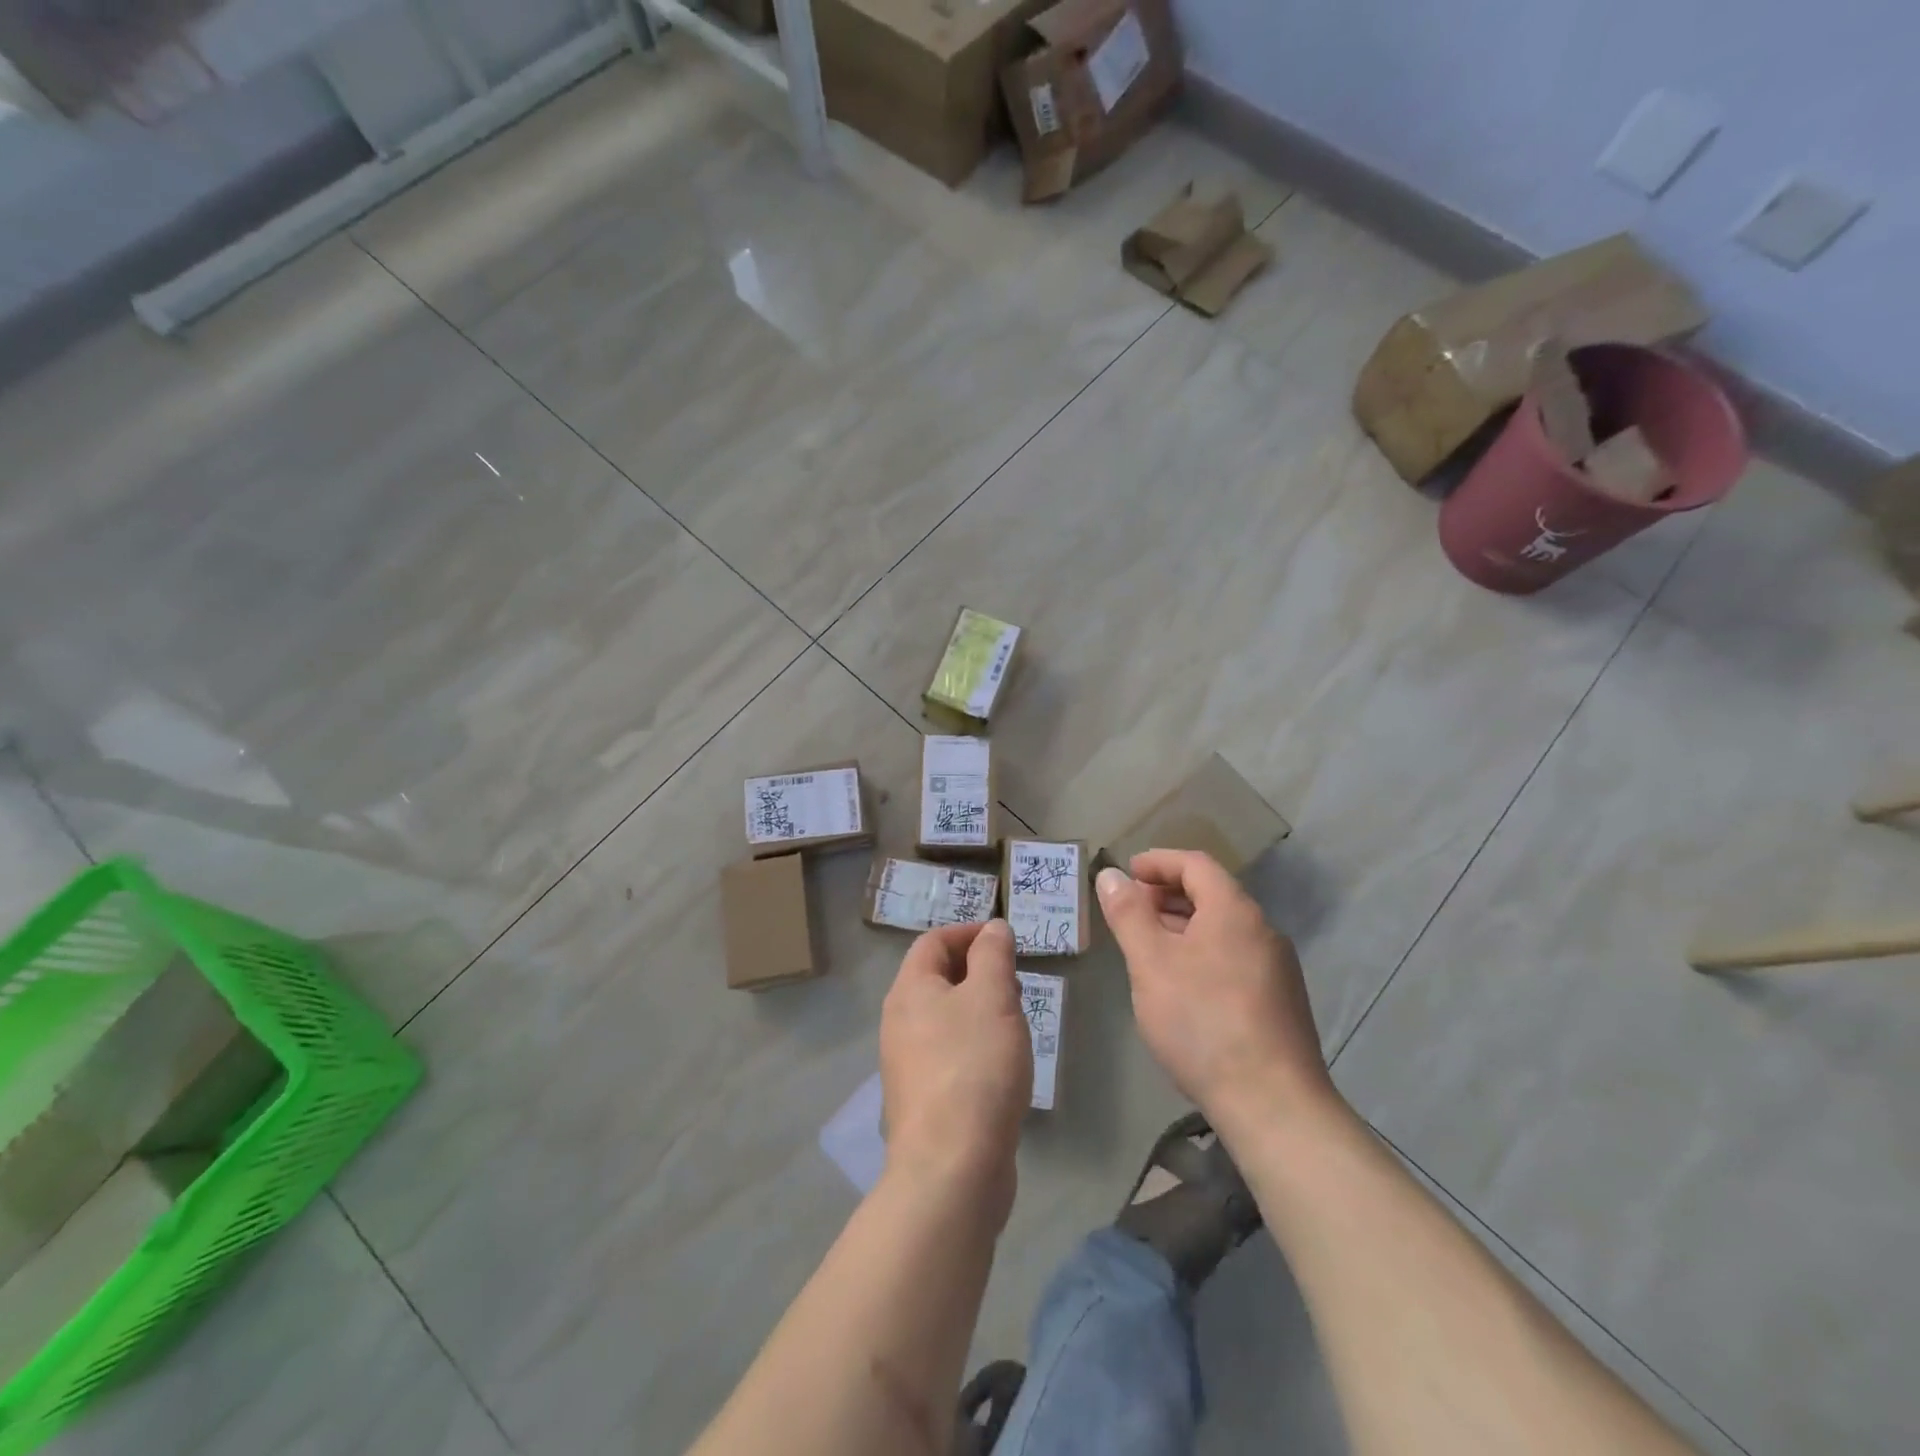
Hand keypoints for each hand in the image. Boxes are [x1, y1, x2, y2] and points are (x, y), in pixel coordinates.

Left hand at [879, 920, 1030, 1217]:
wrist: (951, 1166)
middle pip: (936, 978)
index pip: (933, 941)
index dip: (968, 932)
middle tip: (1015, 981)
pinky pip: (948, 1053)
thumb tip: (992, 927)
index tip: (1005, 940)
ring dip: (978, 1008)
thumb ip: (993, 955)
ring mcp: (907, 1063)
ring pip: (944, 1017)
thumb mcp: (992, 997)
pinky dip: (974, 1043)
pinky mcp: (923, 1098)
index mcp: (909, 990)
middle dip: (977, 970)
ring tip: (1014, 1020)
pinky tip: (1001, 1063)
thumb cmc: (974, 1066)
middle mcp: (899, 1022)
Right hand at [1095, 850, 1333, 1128]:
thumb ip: (1128, 914)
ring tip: (1149, 948)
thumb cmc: (1202, 1022)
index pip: (1195, 864)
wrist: (1273, 1104)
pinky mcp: (1280, 1001)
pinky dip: (1203, 952)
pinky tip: (1182, 985)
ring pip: (1223, 928)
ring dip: (1184, 925)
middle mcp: (1262, 930)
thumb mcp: (1151, 963)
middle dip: (1167, 894)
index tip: (1127, 873)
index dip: (1158, 862)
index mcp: (1234, 911)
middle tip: (1131, 912)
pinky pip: (1234, 957)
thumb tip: (1111, 875)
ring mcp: (1277, 967)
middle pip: (1212, 893)